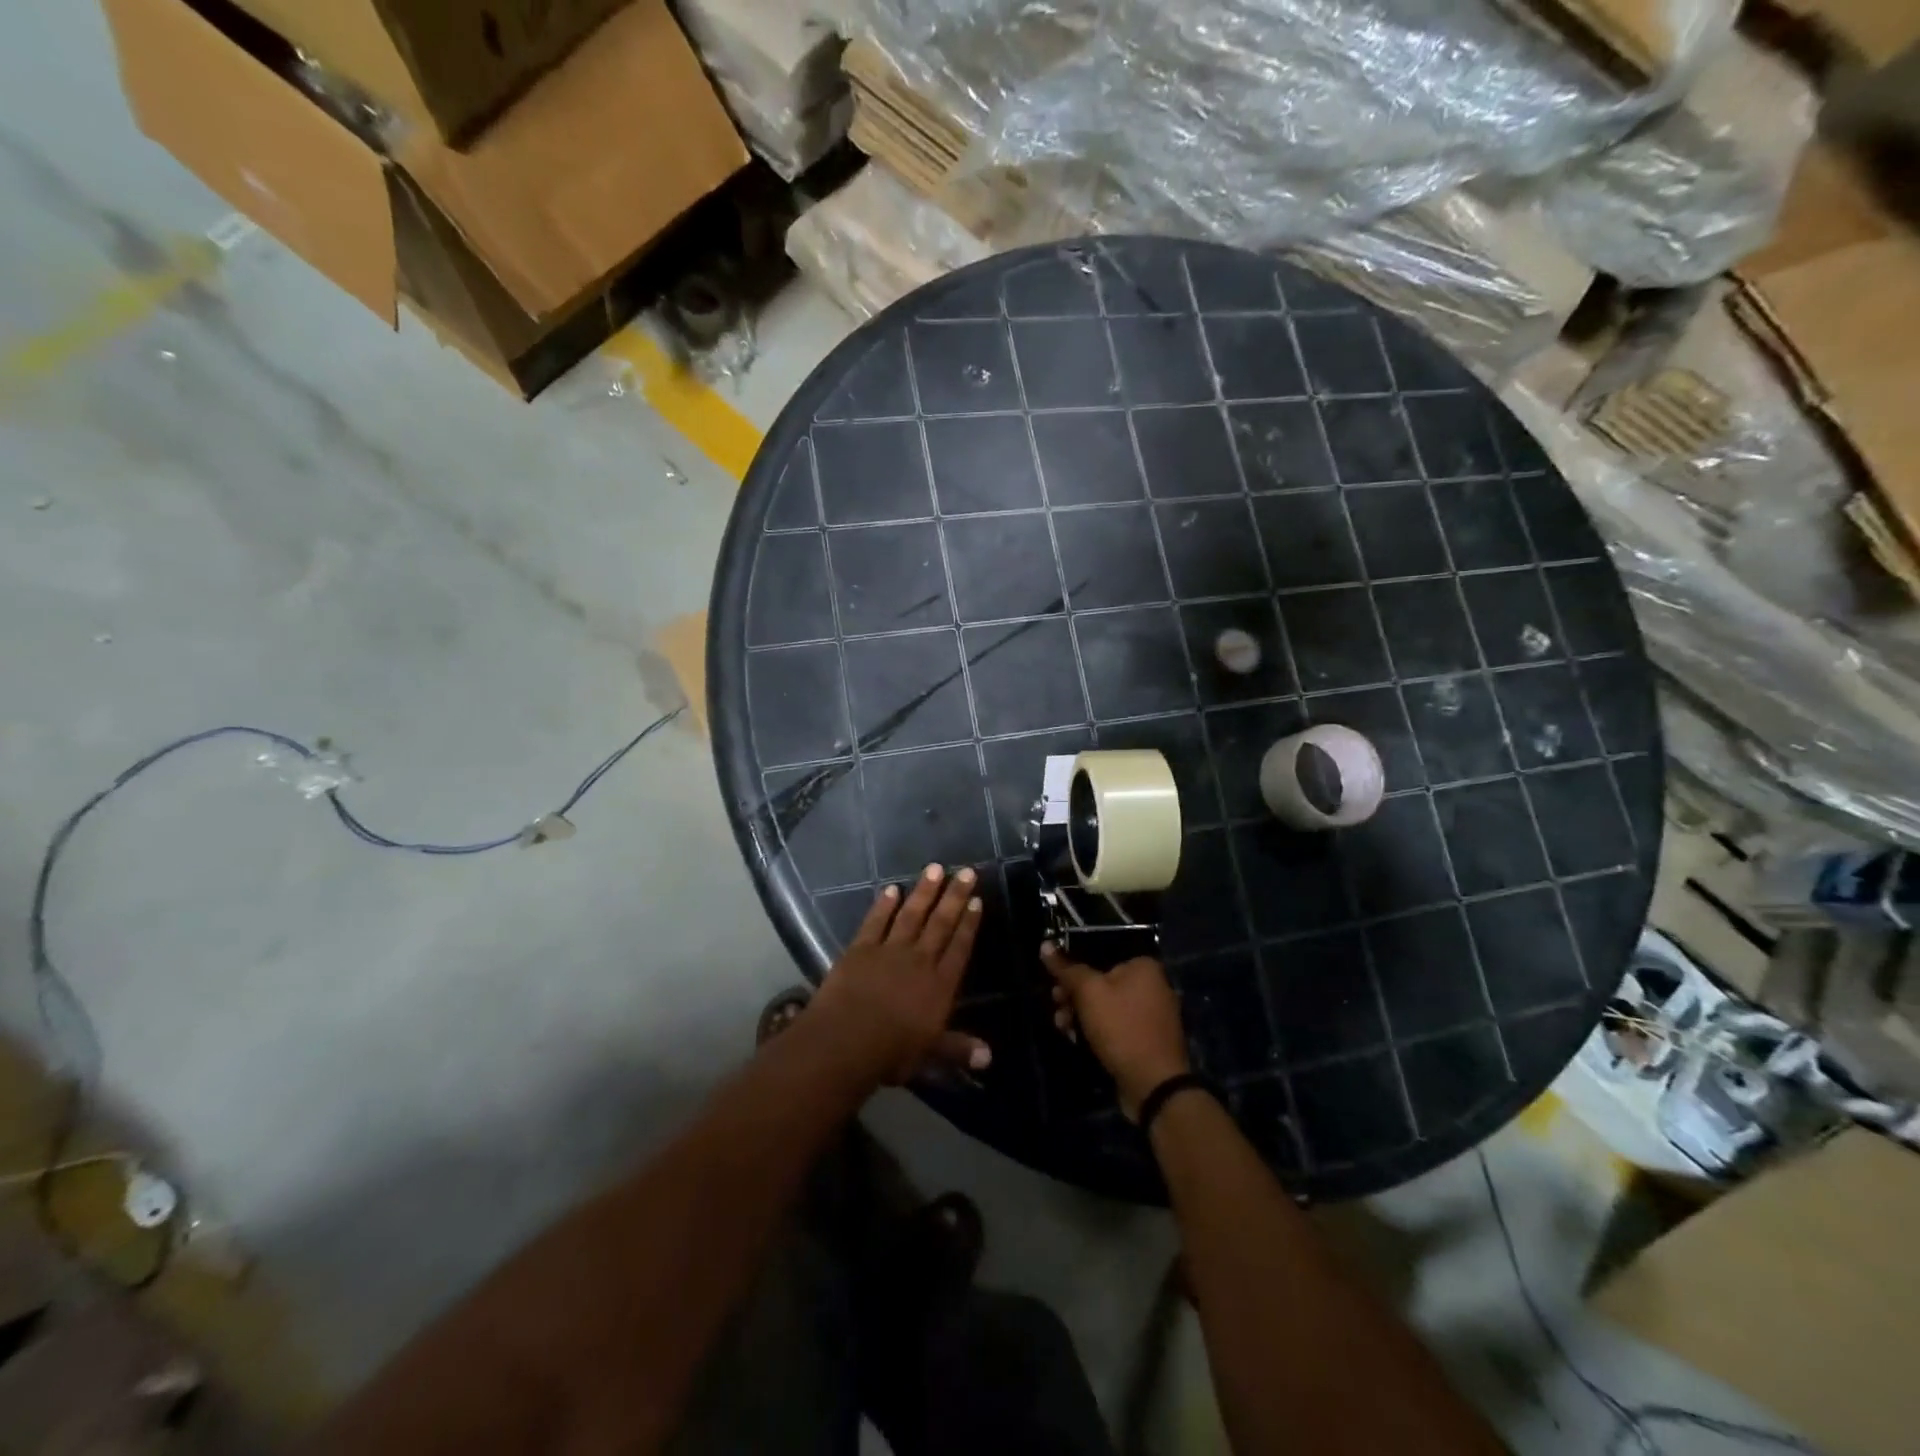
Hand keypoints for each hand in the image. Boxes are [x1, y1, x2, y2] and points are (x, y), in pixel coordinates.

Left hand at [808, 865, 989, 1086]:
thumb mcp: (929, 1054)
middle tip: (966, 871)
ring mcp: (889, 951)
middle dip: (954, 896)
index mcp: (939, 986)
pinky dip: (883, 905)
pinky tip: (891, 889)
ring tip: (935, 868)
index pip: (959, 948)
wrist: (846, 1040)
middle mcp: (919, 961)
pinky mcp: (861, 948)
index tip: (977, 900)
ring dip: (924, 891)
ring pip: (911, 915)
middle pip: (940, 924)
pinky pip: (876, 922)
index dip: (969, 924)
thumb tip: (989, 1057)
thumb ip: (958, 1049)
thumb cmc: (891, 1052)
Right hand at [1042, 944, 1190, 1119]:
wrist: (1153, 1085)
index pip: (1100, 955)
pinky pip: (1116, 1025)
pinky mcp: (1146, 1039)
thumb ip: (1067, 968)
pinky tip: (1077, 1039)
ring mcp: (1151, 1015)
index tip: (1054, 982)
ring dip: (1080, 1014)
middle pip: (1101, 981)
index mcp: (1144, 966)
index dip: (1073, 968)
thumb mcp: (1089, 993)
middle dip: (1073, 995)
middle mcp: (1152, 985)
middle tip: (1056, 1005)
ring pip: (1106, 1006)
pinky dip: (1096, 1030)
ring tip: (1062, 1026)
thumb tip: (1045, 944)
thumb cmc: (1121, 1028)